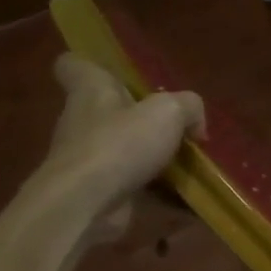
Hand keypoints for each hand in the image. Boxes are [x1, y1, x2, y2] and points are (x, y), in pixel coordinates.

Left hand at [31, 55, 204, 239]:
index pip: (74, 65)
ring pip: (124, 151)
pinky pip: (134, 186)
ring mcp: (89, 160)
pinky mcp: (99, 192)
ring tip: (192, 164)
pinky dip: (159, 193)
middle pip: (109, 111)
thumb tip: (197, 124)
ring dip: (153, 158)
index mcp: (90, 91)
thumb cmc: (120, 144)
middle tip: (178, 126)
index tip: (118, 75)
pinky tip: (188, 198)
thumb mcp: (168, 112)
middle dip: (141, 119)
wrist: (85, 205)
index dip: (92, 65)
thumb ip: (189, 107)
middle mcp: (83, 122)